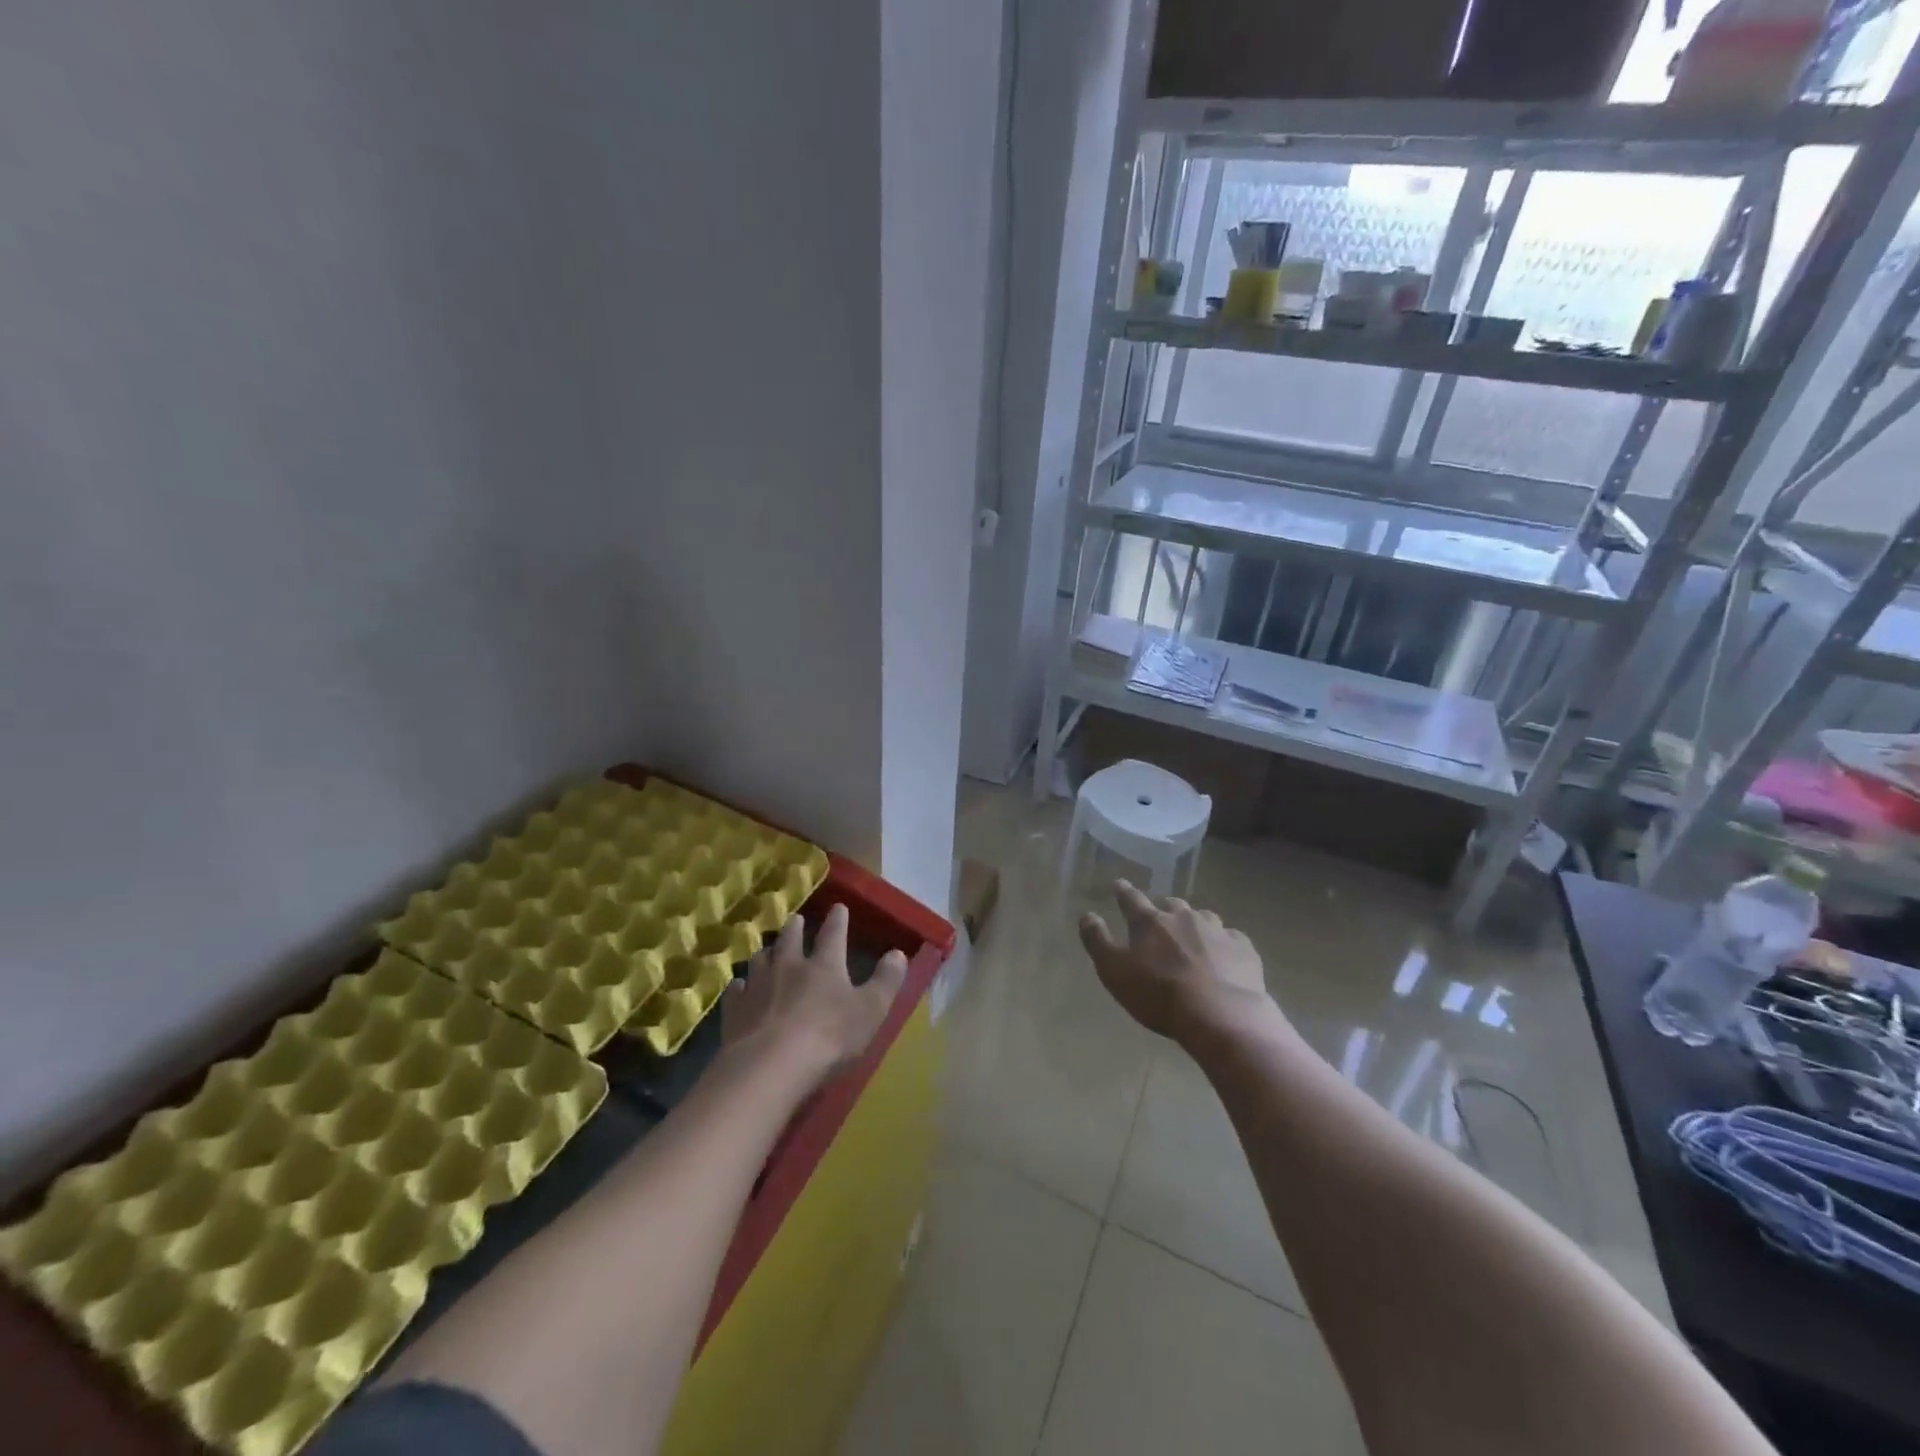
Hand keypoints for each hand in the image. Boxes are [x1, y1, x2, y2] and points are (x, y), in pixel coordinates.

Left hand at [722, 903, 907, 1086]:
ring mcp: (758, 986)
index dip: (838, 920)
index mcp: (824, 964)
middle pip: (790, 940)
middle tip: (796, 919)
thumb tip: (898, 953)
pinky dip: (740, 986)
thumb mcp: (871, 1011)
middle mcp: (789, 966)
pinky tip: (740, 987)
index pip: (833, 934)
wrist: (770, 1066)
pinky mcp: (734, 1010)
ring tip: (768, 950)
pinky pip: (737, 990)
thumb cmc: (829, 1037)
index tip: (839, 907)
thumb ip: (886, 981)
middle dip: (795, 928)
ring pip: (760, 959)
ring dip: (767, 953)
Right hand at [1079, 880, 1271, 1042]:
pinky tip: (1224, 957)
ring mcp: (1217, 930)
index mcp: (1150, 922)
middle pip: (1171, 904)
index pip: (1131, 899)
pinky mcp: (1243, 948)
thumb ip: (1097, 941)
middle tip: (1159, 919)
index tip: (1118, 884)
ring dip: (1195, 924)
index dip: (1123, 891)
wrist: (1222, 1016)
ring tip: (1193, 938)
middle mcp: (1183, 917)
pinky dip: (1224, 943)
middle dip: (1163, 908)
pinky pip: (1231, 938)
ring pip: (1203, 917)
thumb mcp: (1114, 972)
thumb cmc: (1159, 995)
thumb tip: (1086, 915)